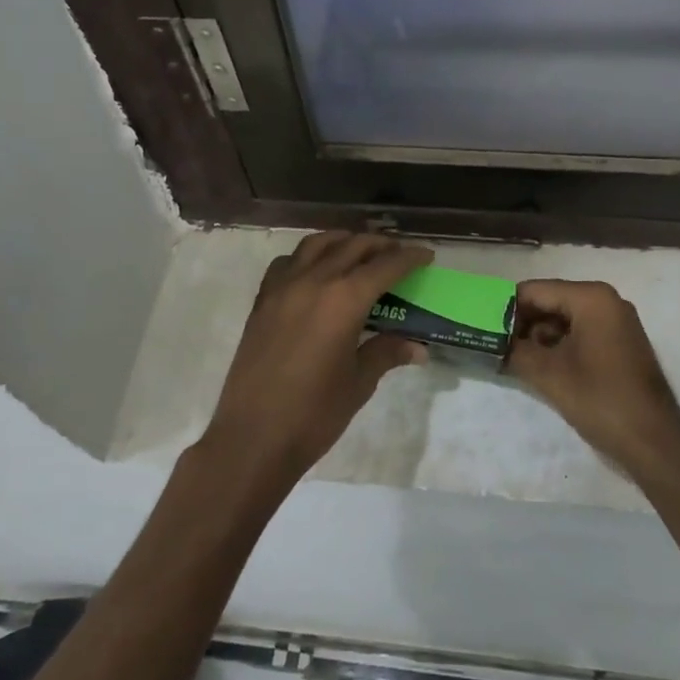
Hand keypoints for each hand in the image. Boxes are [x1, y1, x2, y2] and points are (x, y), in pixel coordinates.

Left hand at [203, 231, 431, 486]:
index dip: (409, 257)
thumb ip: (386, 353)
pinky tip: (315, 271)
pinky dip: (307, 257)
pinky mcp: (262, 301)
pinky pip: (286, 262)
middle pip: (352, 246)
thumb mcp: (358, 382)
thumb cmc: (314, 414)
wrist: (252, 438)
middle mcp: (314, 281)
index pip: (385, 266)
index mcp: (344, 299)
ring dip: (343, 241)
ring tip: (359, 251)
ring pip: (317, 245)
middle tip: (398, 253)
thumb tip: (418, 347)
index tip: (426, 255)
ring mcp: (283, 288)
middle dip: (380, 245)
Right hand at [506, 280, 679, 476]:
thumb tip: (491, 341)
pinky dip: (559, 345)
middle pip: (551, 301)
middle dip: (522, 323)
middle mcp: (606, 300)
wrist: (654, 442)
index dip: (506, 308)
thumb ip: (515, 350)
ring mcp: (617, 321)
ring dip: (539, 336)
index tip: (483, 327)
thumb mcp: (548, 374)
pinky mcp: (620, 343)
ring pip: (564, 319)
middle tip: (494, 344)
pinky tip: (539, 366)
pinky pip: (581, 332)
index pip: (535, 290)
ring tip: (512, 358)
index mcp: (591, 297)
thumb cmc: (600, 399)